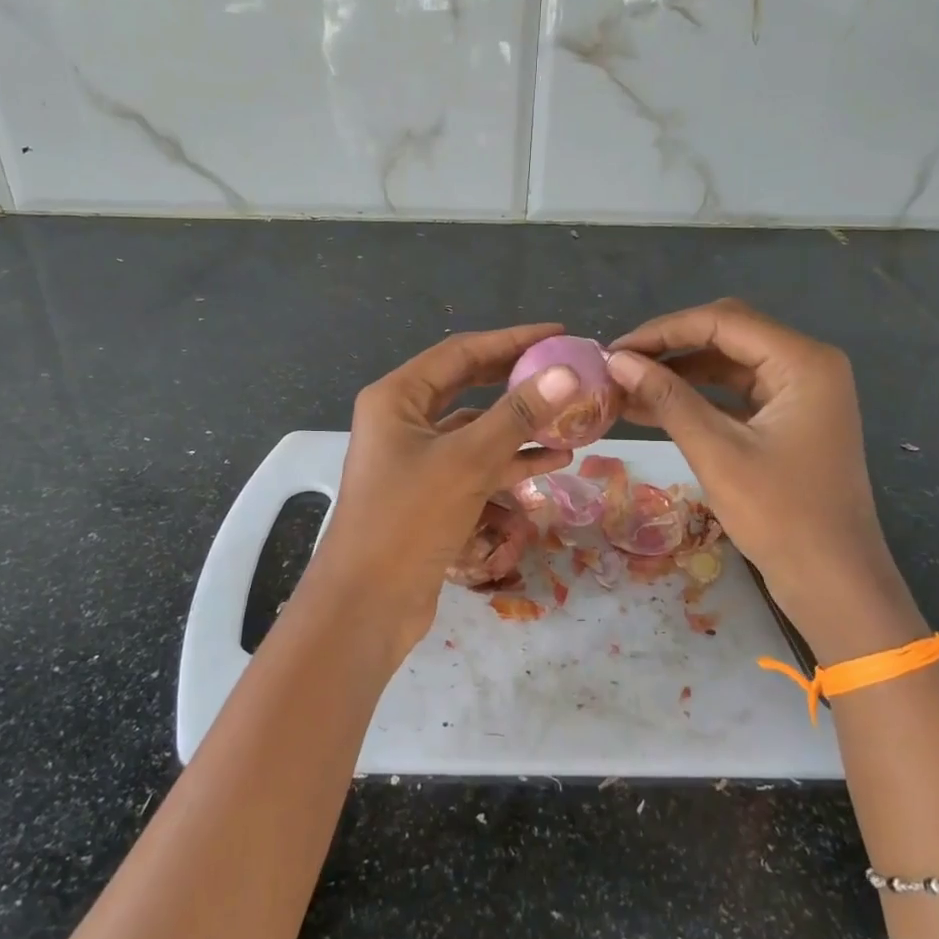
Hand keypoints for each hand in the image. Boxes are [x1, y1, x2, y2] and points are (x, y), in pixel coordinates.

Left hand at [309, 324, 580, 659]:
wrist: (366, 605)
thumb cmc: (407, 520)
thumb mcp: (467, 461)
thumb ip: (518, 415)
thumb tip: (566, 372)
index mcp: (397, 397)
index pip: (461, 352)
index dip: (512, 339)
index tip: (559, 333)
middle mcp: (403, 420)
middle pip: (470, 387)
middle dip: (518, 381)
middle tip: (566, 373)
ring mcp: (416, 459)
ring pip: (477, 429)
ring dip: (521, 426)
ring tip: (572, 422)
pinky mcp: (430, 494)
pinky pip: (475, 465)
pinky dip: (510, 462)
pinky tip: (553, 462)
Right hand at [608, 300, 921, 658]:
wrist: (834, 584)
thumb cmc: (781, 516)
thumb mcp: (716, 452)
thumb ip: (667, 398)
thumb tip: (616, 361)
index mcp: (803, 361)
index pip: (722, 320)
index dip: (662, 331)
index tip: (613, 351)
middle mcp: (807, 365)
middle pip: (727, 334)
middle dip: (669, 347)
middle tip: (618, 365)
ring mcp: (800, 393)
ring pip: (728, 364)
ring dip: (678, 373)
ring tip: (625, 388)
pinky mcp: (789, 419)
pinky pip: (735, 394)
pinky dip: (697, 398)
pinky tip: (652, 408)